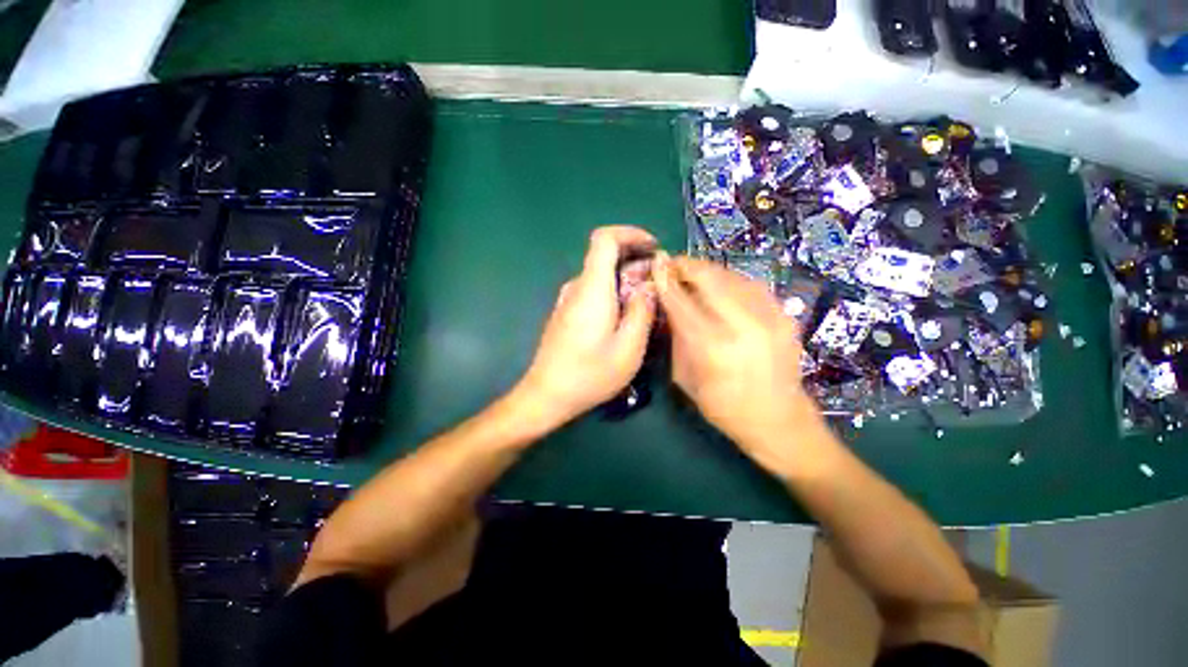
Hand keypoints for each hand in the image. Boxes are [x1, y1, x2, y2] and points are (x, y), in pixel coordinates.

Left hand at [514, 226, 657, 427]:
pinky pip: (595, 291)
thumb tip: (649, 286)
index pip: (604, 239)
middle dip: (637, 262)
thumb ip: (642, 312)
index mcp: (592, 288)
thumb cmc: (589, 374)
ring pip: (602, 276)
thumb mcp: (628, 348)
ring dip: (628, 280)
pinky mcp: (567, 313)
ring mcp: (569, 300)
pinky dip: (615, 293)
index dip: (631, 234)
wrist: (546, 395)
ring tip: (650, 302)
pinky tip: (628, 316)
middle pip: (606, 257)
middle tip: (660, 284)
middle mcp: (577, 287)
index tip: (653, 248)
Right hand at [653, 254, 826, 472]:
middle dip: (687, 266)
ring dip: (708, 270)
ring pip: (732, 276)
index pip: (682, 302)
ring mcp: (769, 318)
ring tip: (693, 272)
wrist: (779, 420)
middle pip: (710, 279)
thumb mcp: (685, 377)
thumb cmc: (723, 406)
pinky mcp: (785, 316)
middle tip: (672, 263)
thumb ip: (677, 338)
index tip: (656, 263)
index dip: (666, 279)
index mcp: (712, 347)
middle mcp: (743, 326)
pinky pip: (751, 285)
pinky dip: (730, 280)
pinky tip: (720, 285)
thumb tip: (668, 306)